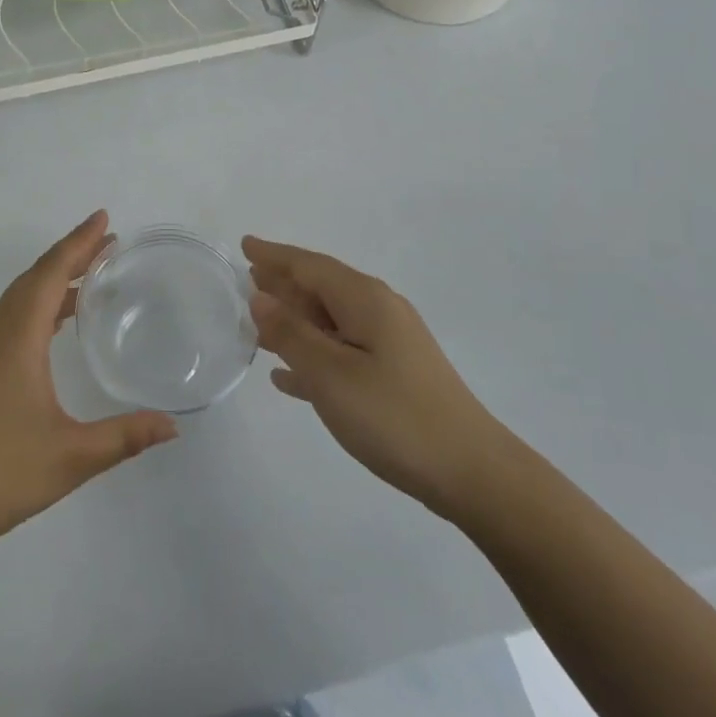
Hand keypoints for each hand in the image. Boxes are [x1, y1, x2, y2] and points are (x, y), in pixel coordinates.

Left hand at [0, 212, 177, 561]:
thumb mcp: (71, 457)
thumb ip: (124, 437)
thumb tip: (173, 427)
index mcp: (14, 338)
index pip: (51, 273)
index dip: (79, 243)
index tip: (104, 219)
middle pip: (34, 278)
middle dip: (71, 256)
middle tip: (107, 244)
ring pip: (16, 299)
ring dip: (51, 282)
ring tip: (89, 281)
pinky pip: (5, 319)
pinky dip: (34, 306)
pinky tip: (50, 328)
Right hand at [243, 236, 504, 518]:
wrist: (471, 472)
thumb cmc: (393, 416)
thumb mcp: (330, 373)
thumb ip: (290, 333)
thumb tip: (261, 297)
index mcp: (364, 300)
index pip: (309, 265)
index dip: (274, 255)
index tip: (245, 244)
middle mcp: (379, 311)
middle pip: (321, 288)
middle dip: (284, 283)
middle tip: (246, 280)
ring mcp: (390, 344)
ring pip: (329, 321)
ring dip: (294, 320)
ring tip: (258, 322)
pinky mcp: (395, 375)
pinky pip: (341, 352)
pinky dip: (312, 355)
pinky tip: (287, 377)